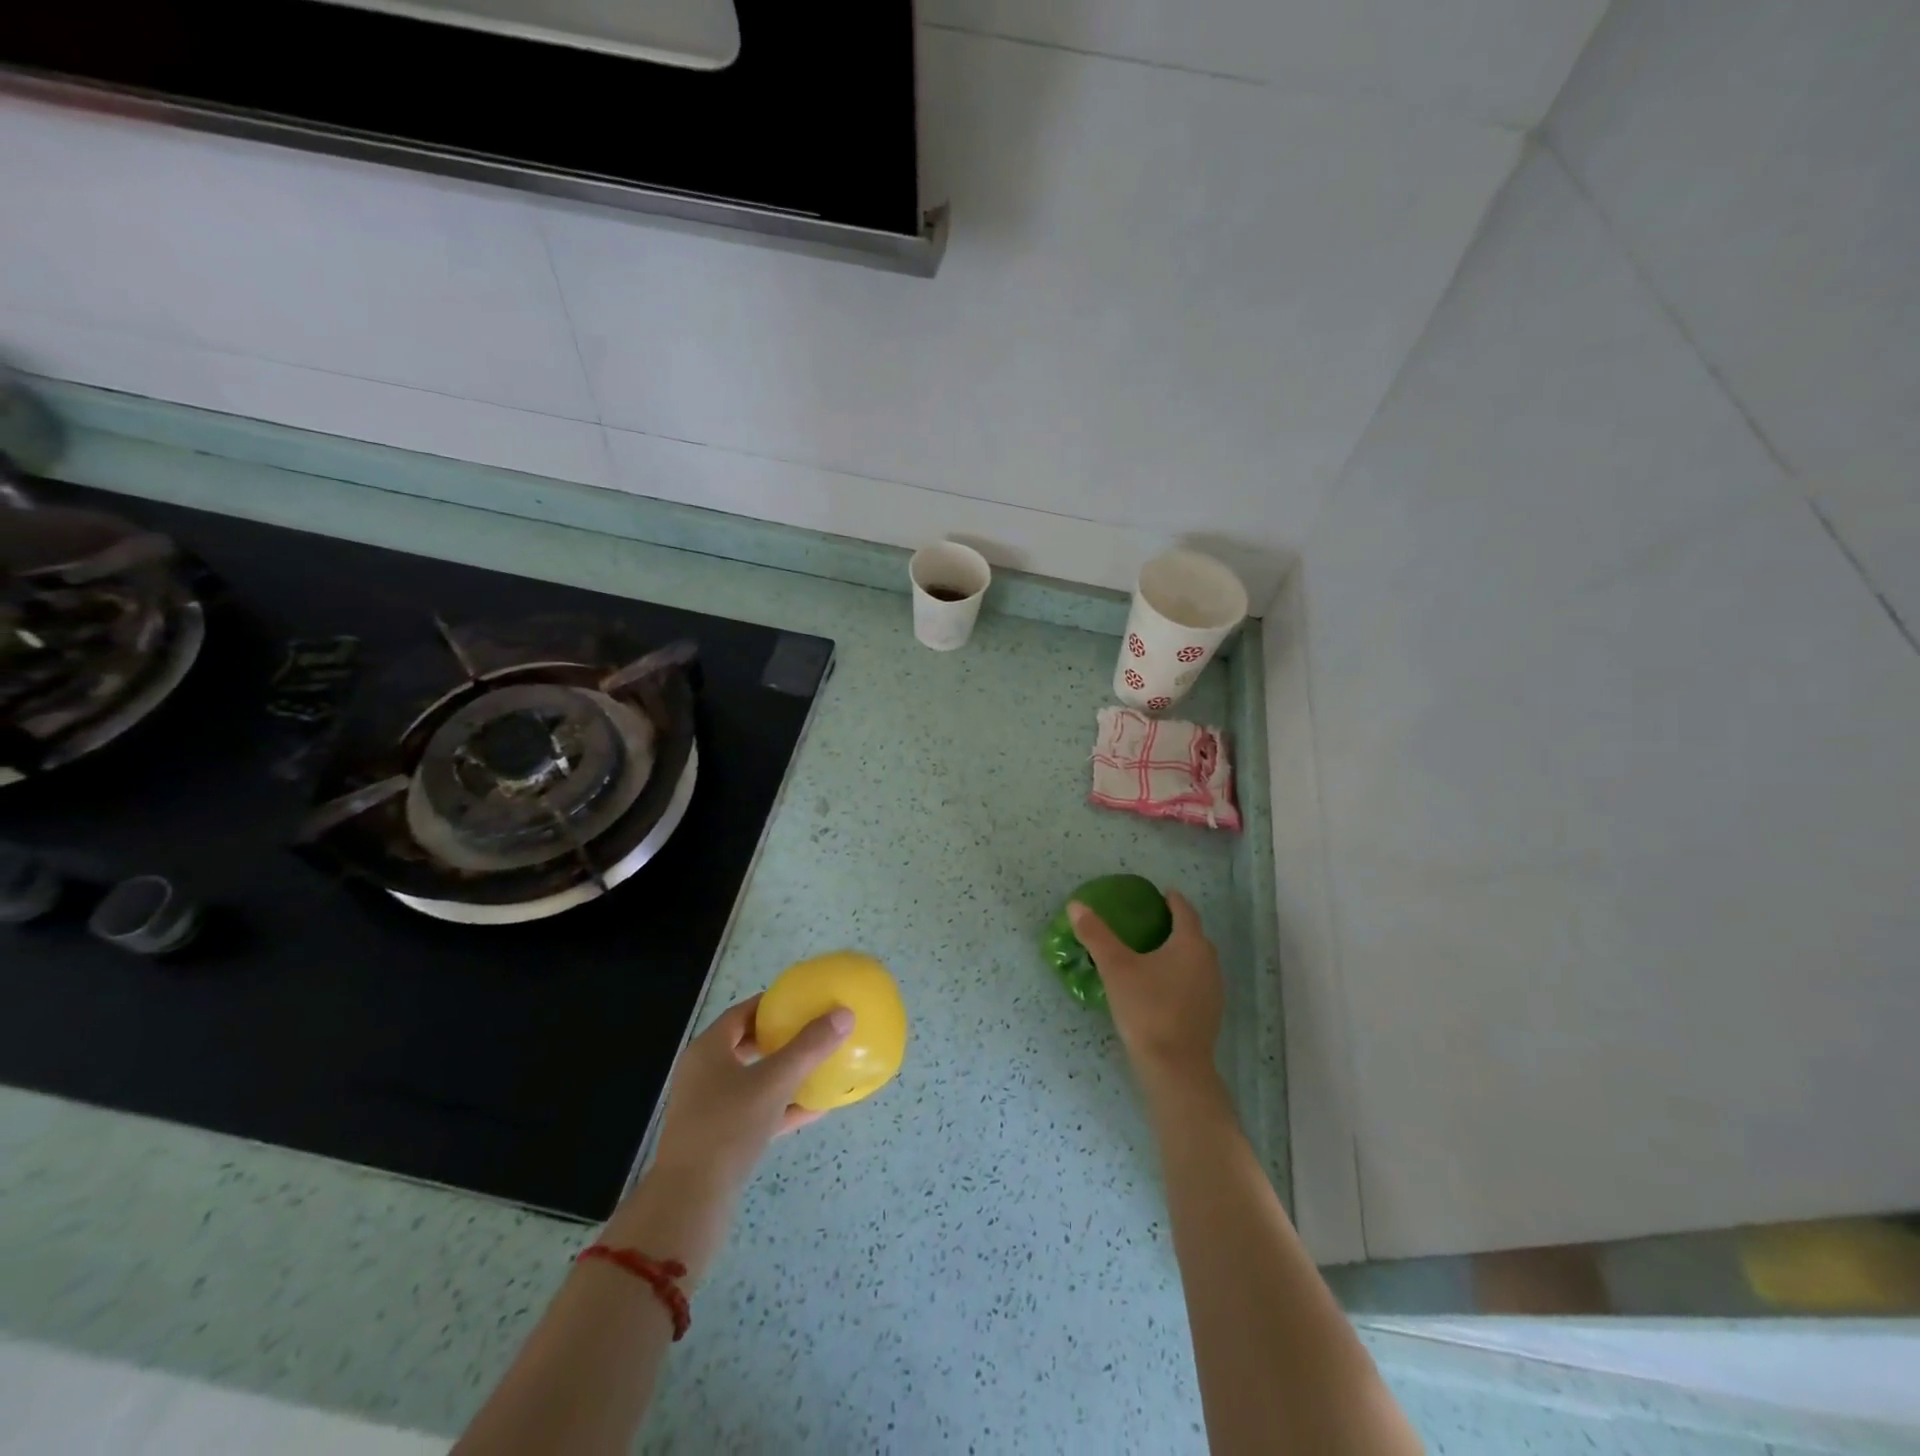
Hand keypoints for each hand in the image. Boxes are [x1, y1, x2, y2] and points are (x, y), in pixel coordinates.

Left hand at [650, 995, 854, 1193]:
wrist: (691, 1199)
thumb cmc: (728, 1126)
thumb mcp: (774, 1082)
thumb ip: (809, 1047)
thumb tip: (844, 1014)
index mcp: (708, 1050)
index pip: (742, 1013)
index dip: (771, 1003)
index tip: (802, 1000)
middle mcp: (704, 1073)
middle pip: (745, 1044)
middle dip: (779, 1037)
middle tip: (811, 1029)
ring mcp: (709, 1107)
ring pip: (751, 1079)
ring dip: (782, 1072)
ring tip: (817, 1065)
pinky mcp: (719, 1138)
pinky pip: (755, 1111)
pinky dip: (781, 1105)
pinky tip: (816, 1107)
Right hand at [1069, 891, 1222, 1090]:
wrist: (1174, 1068)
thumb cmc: (1146, 1009)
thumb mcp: (1115, 968)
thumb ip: (1096, 935)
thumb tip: (1076, 905)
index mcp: (1190, 945)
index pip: (1185, 912)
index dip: (1173, 900)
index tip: (1162, 893)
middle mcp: (1208, 963)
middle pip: (1194, 936)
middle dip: (1177, 926)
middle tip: (1152, 921)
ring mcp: (1213, 991)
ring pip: (1197, 961)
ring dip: (1180, 952)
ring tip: (1155, 953)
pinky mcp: (1210, 1015)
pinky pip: (1196, 983)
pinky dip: (1181, 975)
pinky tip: (1162, 987)